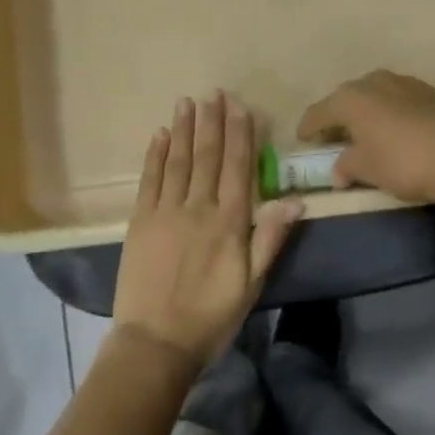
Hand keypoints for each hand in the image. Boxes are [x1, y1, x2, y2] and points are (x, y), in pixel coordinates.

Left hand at [112, 92, 303, 369]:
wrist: (156, 342)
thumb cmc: (211, 316)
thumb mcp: (252, 284)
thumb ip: (270, 238)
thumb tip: (295, 199)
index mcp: (228, 223)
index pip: (237, 168)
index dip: (239, 135)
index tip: (240, 107)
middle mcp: (197, 208)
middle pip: (206, 157)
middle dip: (212, 122)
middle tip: (214, 93)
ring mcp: (165, 212)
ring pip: (177, 162)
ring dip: (183, 130)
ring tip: (187, 102)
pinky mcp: (139, 222)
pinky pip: (149, 180)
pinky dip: (155, 155)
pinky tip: (159, 135)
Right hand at [297, 70, 434, 204]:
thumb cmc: (402, 162)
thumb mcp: (367, 170)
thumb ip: (347, 166)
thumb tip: (339, 170)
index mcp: (350, 98)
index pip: (319, 112)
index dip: (308, 127)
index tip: (303, 140)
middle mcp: (374, 82)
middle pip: (347, 97)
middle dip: (338, 116)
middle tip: (335, 136)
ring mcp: (405, 83)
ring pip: (375, 94)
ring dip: (367, 110)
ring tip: (366, 131)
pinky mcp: (431, 91)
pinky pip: (399, 98)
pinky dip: (390, 111)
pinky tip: (396, 128)